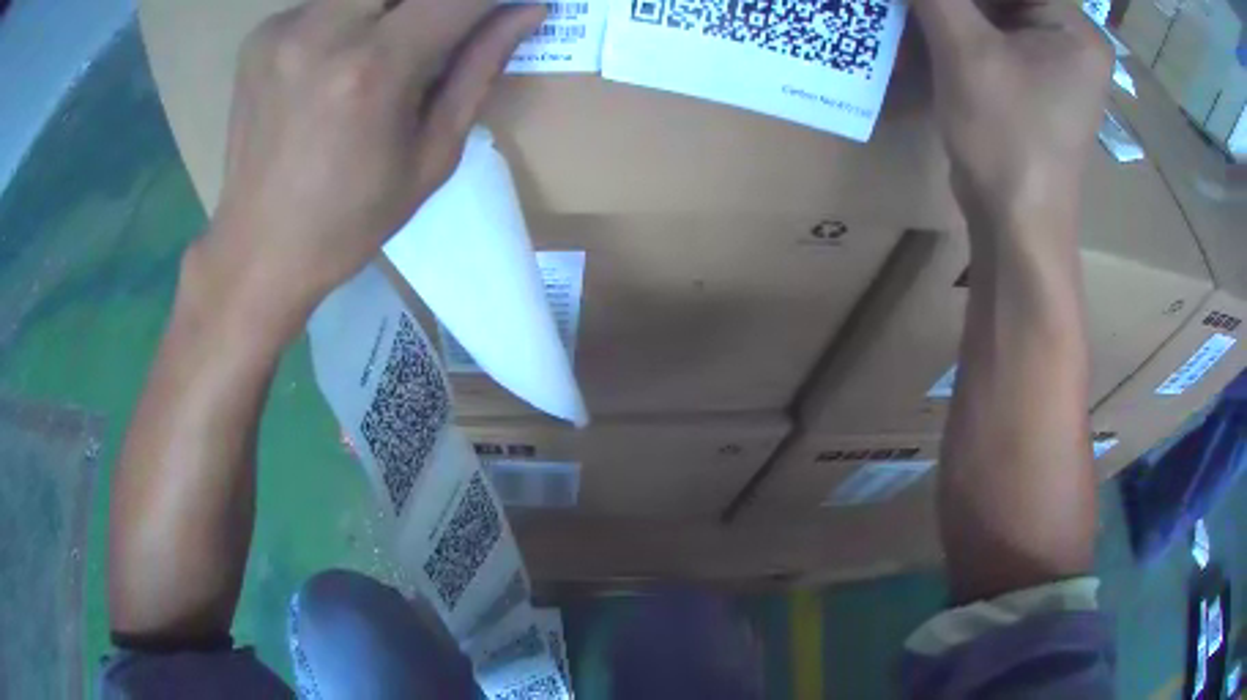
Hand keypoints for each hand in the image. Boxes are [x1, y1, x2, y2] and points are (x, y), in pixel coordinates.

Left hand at [192, 0, 545, 336]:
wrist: (258, 249)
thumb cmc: (351, 219)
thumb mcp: (432, 155)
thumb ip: (480, 69)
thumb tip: (527, 10)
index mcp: (373, 68)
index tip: (508, 5)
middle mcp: (323, 30)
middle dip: (439, 1)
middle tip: (444, 30)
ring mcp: (284, 27)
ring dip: (393, 8)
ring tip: (393, 49)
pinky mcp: (261, 34)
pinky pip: (328, 0)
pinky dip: (354, 14)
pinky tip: (342, 57)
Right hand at [913, 0, 1111, 226]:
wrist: (1016, 225)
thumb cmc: (1005, 137)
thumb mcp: (965, 50)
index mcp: (1073, 27)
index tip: (934, 2)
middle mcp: (1072, 39)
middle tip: (926, 9)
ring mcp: (1058, 63)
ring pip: (999, 11)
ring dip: (957, 10)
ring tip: (921, 15)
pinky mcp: (1040, 83)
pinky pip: (1000, 37)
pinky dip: (964, 29)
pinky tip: (932, 29)